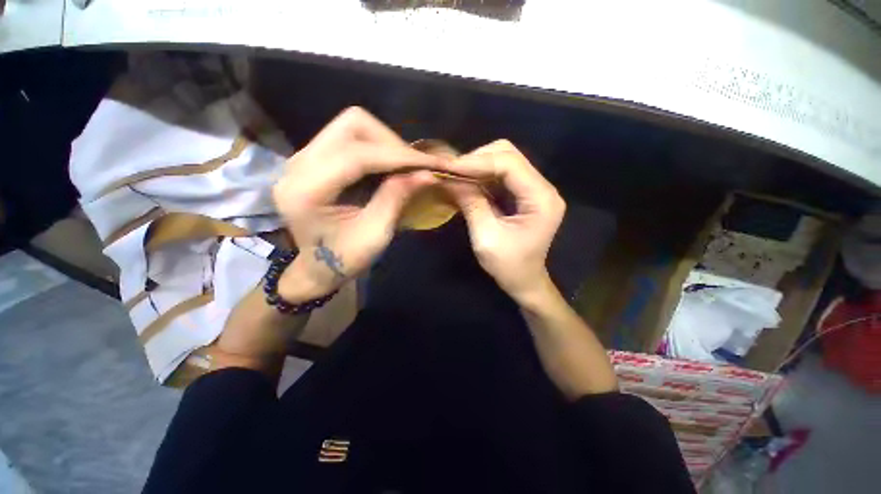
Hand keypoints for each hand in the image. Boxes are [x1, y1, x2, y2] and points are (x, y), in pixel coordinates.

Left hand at [272, 107, 444, 299]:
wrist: (318, 268)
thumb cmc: (345, 258)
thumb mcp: (375, 234)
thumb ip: (396, 198)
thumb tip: (427, 173)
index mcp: (307, 190)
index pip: (357, 155)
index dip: (399, 156)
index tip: (432, 163)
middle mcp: (298, 165)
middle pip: (352, 125)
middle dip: (392, 143)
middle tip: (415, 166)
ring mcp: (303, 158)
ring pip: (351, 126)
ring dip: (385, 143)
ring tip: (405, 166)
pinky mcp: (313, 158)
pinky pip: (349, 137)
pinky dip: (376, 147)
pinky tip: (389, 165)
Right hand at [444, 140, 564, 301]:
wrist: (525, 281)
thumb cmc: (508, 266)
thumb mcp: (486, 237)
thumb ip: (471, 204)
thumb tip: (450, 178)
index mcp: (541, 199)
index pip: (509, 163)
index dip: (477, 161)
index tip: (450, 167)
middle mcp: (543, 188)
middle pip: (509, 155)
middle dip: (477, 159)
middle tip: (452, 172)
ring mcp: (535, 189)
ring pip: (505, 161)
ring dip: (478, 166)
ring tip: (456, 176)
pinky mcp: (525, 194)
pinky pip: (502, 174)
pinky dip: (482, 175)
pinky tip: (467, 182)